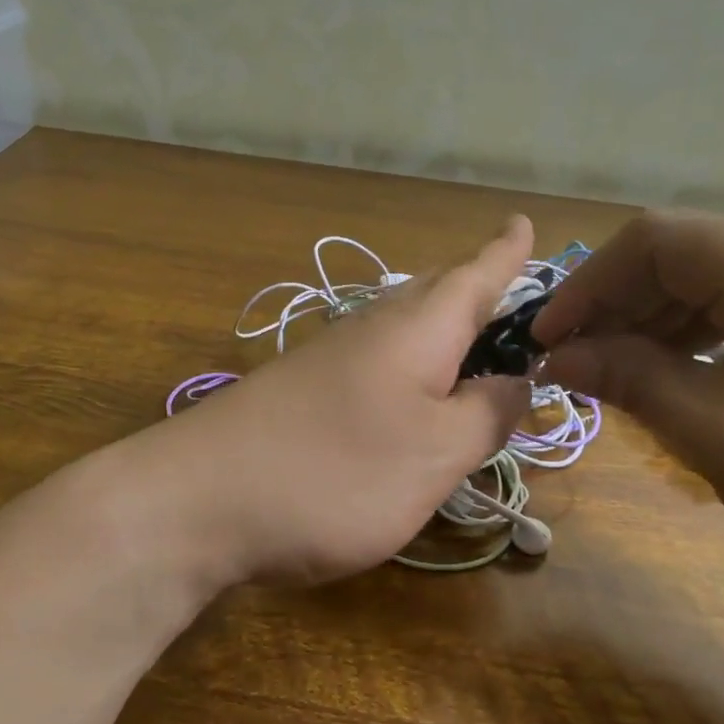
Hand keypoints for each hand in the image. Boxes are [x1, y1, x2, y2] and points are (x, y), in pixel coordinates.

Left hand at [141, 217, 535, 585]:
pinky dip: (408, 371)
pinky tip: (408, 398)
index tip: (526, 221)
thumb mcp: (435, 454)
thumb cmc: (335, 473)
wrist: (197, 503)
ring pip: (402, 331)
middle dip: (476, 290)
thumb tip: (517, 382)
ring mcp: (328, 363)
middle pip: (436, 297)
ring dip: (442, 332)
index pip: (475, 277)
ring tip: (474, 346)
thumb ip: (486, 415)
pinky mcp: (301, 397)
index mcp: (416, 331)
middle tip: (510, 293)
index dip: (506, 253)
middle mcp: (371, 332)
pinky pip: (375, 366)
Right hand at [532, 210, 723, 622]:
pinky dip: (696, 345)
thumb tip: (555, 354)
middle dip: (617, 306)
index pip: (662, 241)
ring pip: (715, 288)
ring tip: (611, 378)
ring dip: (652, 327)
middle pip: (687, 258)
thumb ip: (635, 381)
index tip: (544, 341)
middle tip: (570, 367)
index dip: (589, 284)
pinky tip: (673, 383)